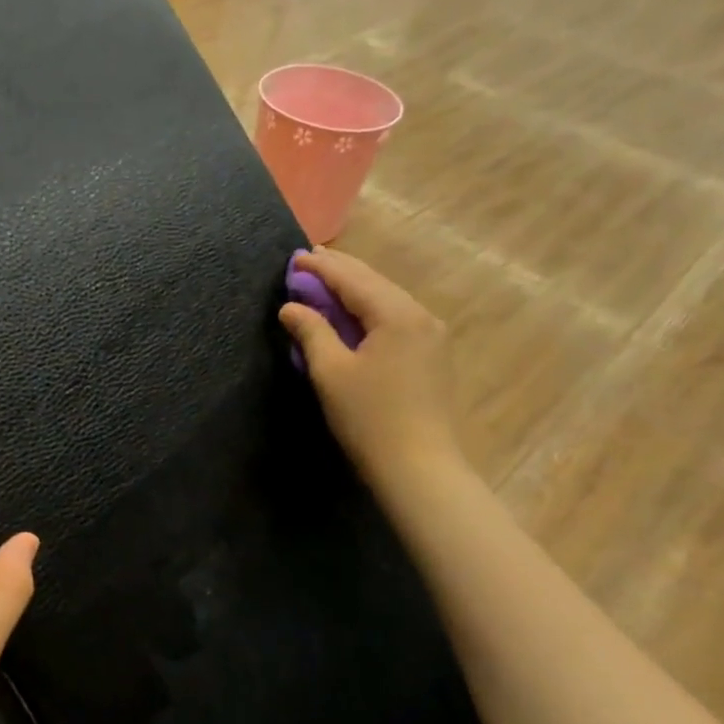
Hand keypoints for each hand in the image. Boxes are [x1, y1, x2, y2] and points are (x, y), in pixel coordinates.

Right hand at [278, 249, 464, 494]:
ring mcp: (431, 335)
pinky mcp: (431, 355)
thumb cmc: (369, 418)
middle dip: (340, 272)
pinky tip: (353, 314)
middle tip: (308, 262)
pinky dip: (369, 310)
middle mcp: (420, 315)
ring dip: (355, 290)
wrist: (419, 467)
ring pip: (387, 299)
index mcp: (396, 314)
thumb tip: (291, 307)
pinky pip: (395, 318)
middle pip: (374, 282)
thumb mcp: (331, 373)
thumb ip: (311, 332)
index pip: (352, 278)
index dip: (321, 267)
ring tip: (326, 283)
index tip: (293, 256)